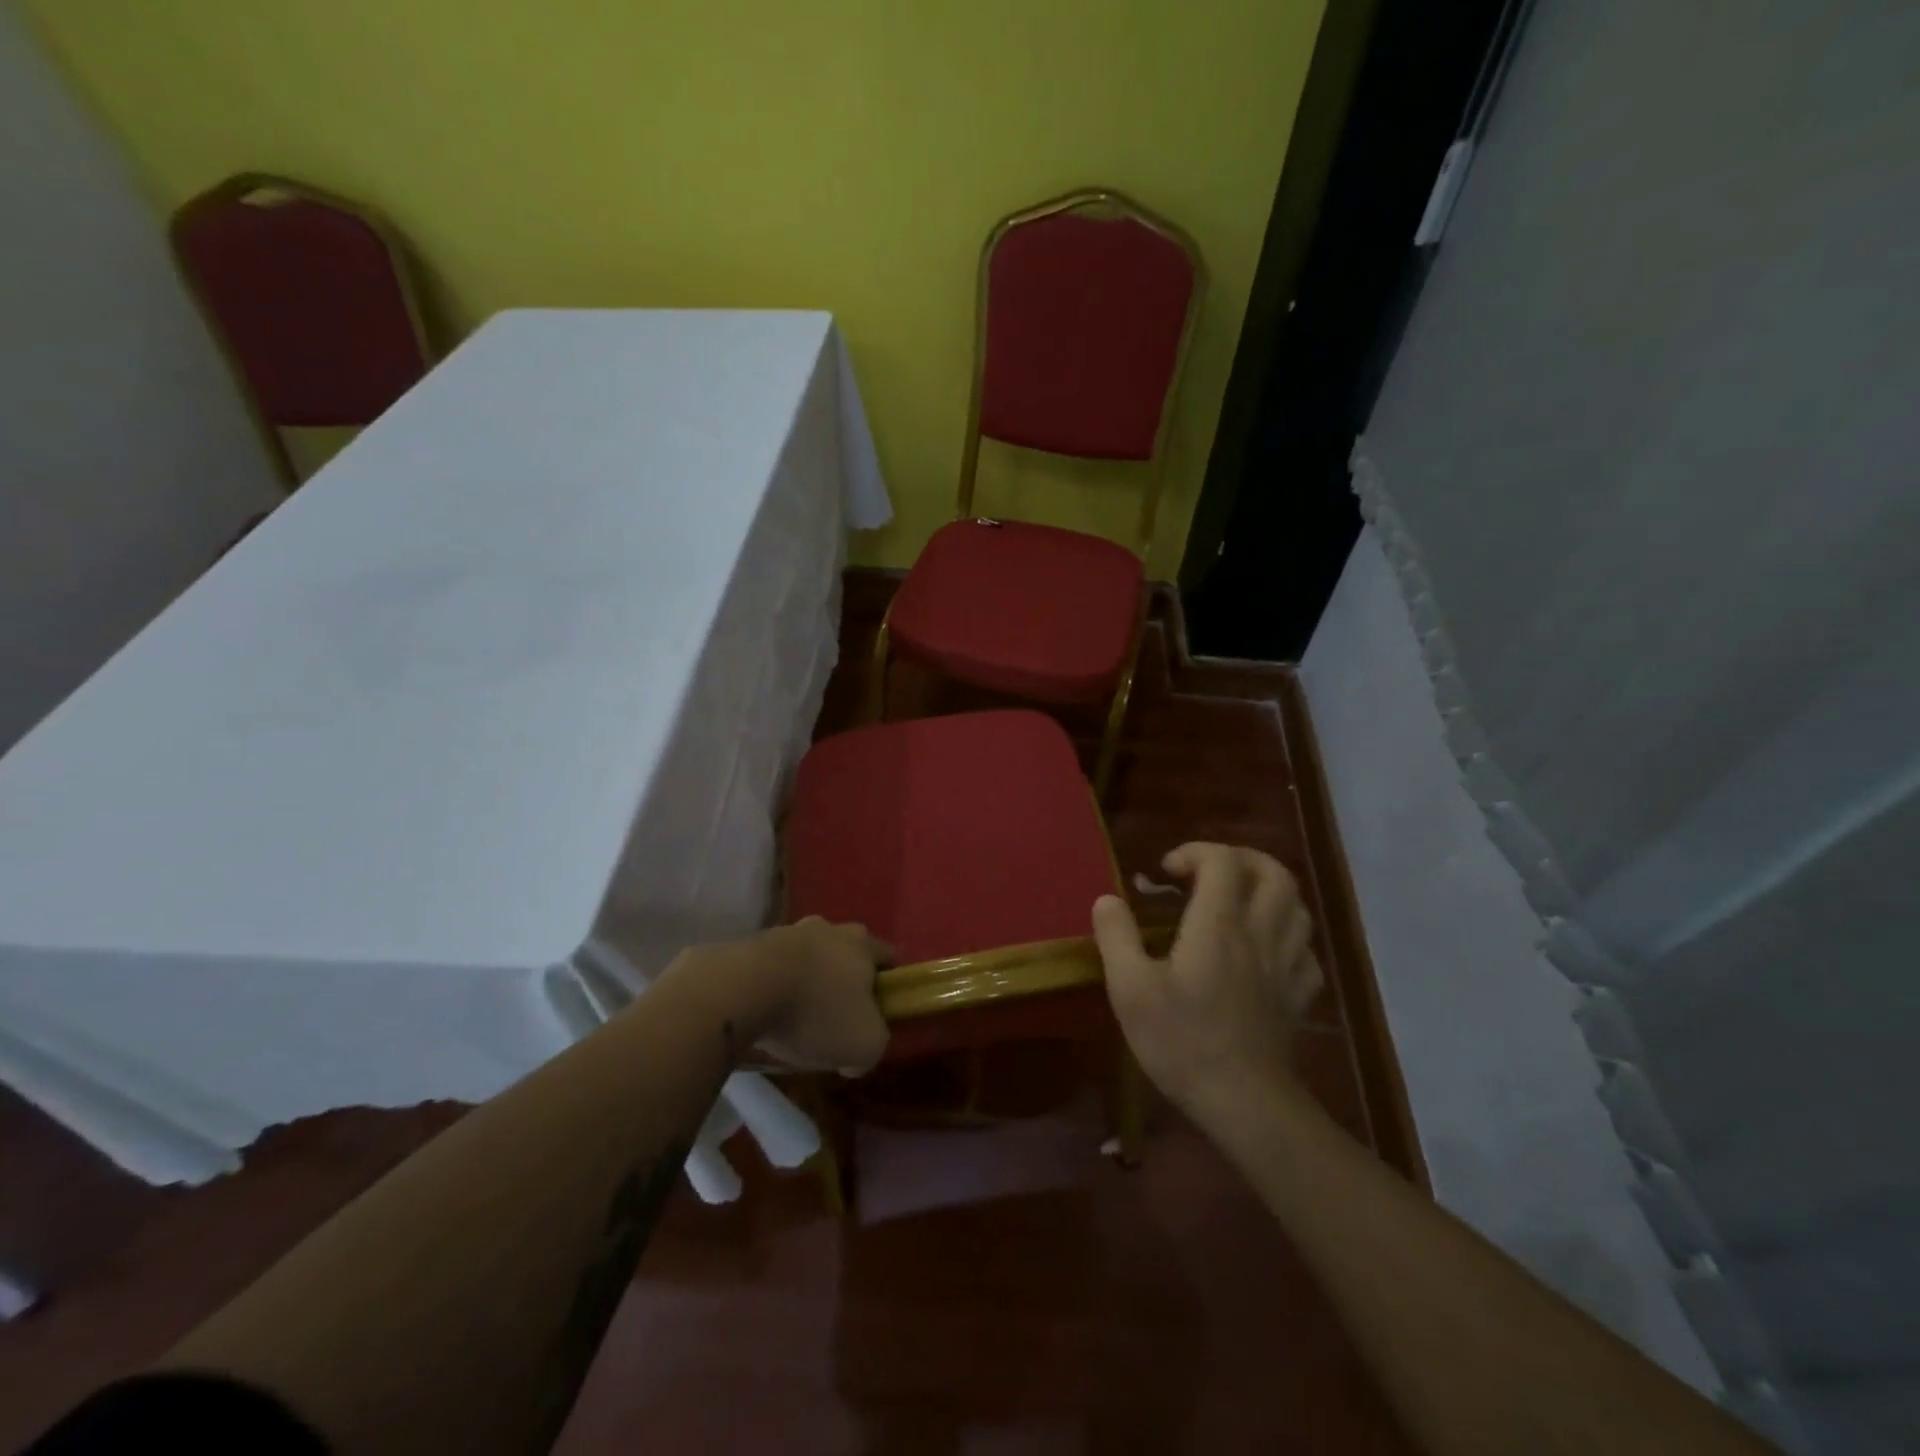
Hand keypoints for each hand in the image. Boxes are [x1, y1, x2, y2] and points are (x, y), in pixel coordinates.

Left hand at [704, 917, 891, 1074]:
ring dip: (806, 984)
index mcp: (861, 943)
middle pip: (845, 954)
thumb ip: (874, 1045)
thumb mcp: (863, 1045)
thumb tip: (857, 1055)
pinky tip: (766, 1016)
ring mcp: (787, 932)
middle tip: (837, 1019)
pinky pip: (773, 968)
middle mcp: (827, 928)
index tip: (881, 1012)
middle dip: (844, 982)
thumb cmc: (816, 1013)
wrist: (741, 990)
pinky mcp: (751, 945)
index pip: (888, 956)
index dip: (889, 984)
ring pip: (807, 959)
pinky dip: (774, 988)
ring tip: (794, 1022)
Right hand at [1091, 843, 1321, 1125]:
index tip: (1166, 873)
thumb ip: (1116, 937)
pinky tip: (1266, 949)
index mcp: (1219, 926)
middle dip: (1242, 859)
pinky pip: (1305, 950)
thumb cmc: (1182, 1041)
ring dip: (1269, 891)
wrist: (1245, 1104)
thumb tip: (1107, 899)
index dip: (1195, 852)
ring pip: (1297, 907)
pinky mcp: (1298, 996)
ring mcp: (1286, 966)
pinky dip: (1287, 935)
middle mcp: (1260, 934)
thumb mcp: (1130, 989)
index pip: (1223, 862)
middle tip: (1210, 872)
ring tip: (1238, 902)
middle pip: (1275, 873)